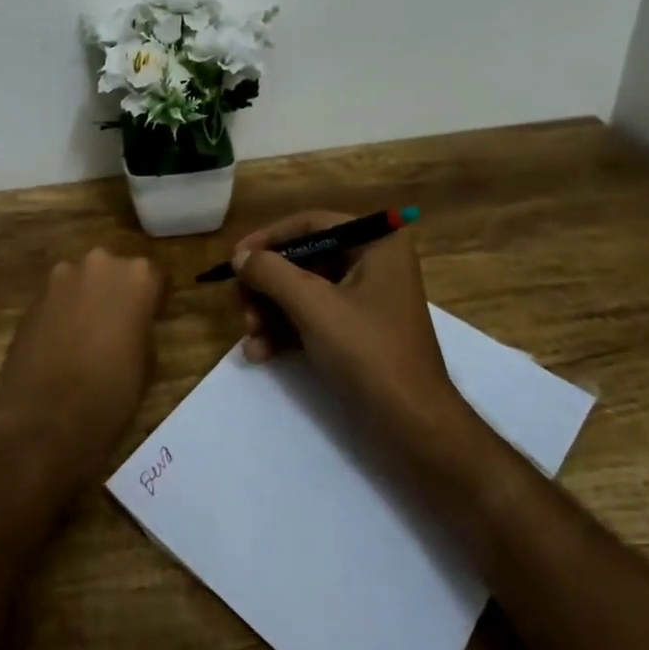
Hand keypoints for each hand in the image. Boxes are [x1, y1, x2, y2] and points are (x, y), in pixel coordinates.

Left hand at [0, 248, 164, 484]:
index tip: (152, 317)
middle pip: (114, 271)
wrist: (45, 418)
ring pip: (82, 281)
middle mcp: (99, 264)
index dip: (153, 298)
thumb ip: (142, 327)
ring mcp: (61, 277)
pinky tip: (62, 343)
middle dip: (117, 292)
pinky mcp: (33, 298)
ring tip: (87, 335)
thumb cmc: (110, 392)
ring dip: (87, 299)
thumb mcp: (147, 361)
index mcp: (136, 276)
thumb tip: (133, 324)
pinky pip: (57, 298)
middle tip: (119, 325)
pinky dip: (63, 313)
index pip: (154, 275)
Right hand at [233, 211, 453, 430]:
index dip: (269, 238)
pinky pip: (314, 318)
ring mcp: (367, 300)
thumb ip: (271, 273)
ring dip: (271, 311)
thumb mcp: (313, 306)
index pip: (312, 224)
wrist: (413, 425)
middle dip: (268, 285)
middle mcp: (375, 263)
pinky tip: (259, 352)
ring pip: (304, 291)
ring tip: (249, 335)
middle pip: (304, 259)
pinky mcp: (358, 332)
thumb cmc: (368, 351)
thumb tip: (240, 256)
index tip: (236, 257)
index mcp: (377, 243)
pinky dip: (286, 331)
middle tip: (239, 303)